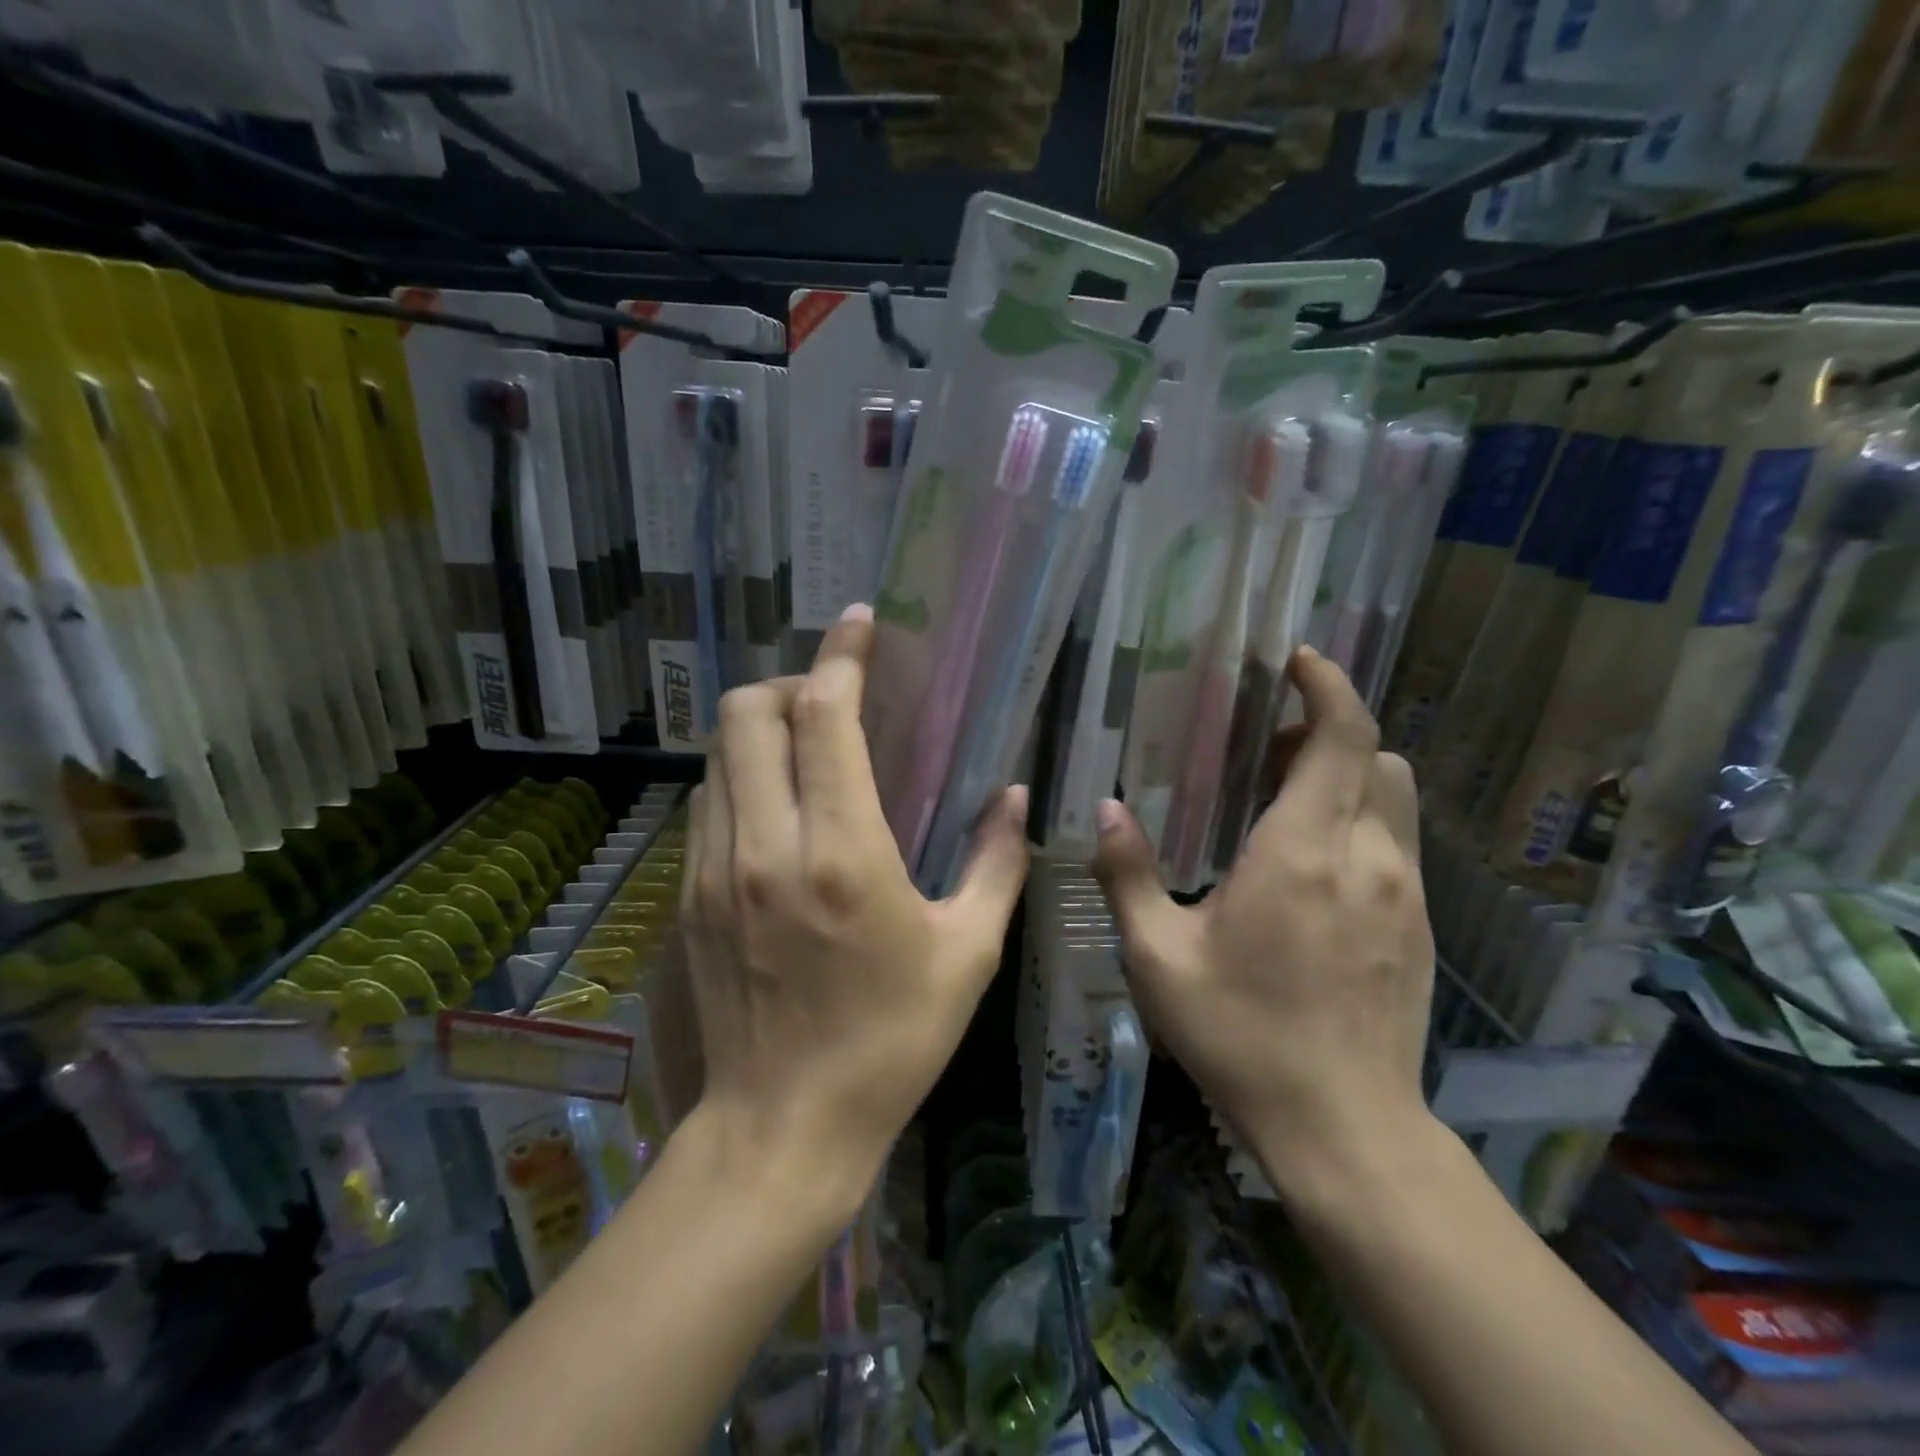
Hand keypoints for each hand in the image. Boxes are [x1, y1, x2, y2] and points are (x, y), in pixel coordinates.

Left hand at [681, 604, 1030, 1191]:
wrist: (783, 1126)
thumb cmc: (891, 1041)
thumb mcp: (967, 953)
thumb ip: (997, 863)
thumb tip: (1014, 797)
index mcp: (841, 854)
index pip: (823, 716)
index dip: (842, 656)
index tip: (861, 623)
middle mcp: (764, 846)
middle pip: (747, 712)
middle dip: (790, 682)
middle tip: (833, 700)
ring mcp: (713, 870)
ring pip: (718, 753)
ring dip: (761, 728)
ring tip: (807, 746)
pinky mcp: (688, 896)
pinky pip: (707, 802)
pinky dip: (740, 776)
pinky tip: (777, 806)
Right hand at [1092, 646, 1434, 1199]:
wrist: (1343, 1128)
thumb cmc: (1240, 1034)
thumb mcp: (1158, 957)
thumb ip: (1128, 875)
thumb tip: (1107, 810)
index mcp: (1303, 851)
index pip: (1342, 737)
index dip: (1328, 686)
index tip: (1297, 660)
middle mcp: (1367, 858)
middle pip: (1376, 757)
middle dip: (1327, 733)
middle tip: (1265, 750)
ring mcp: (1404, 894)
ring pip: (1394, 798)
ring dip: (1347, 778)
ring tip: (1285, 805)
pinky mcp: (1418, 928)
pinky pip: (1397, 844)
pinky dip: (1360, 824)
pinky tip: (1312, 870)